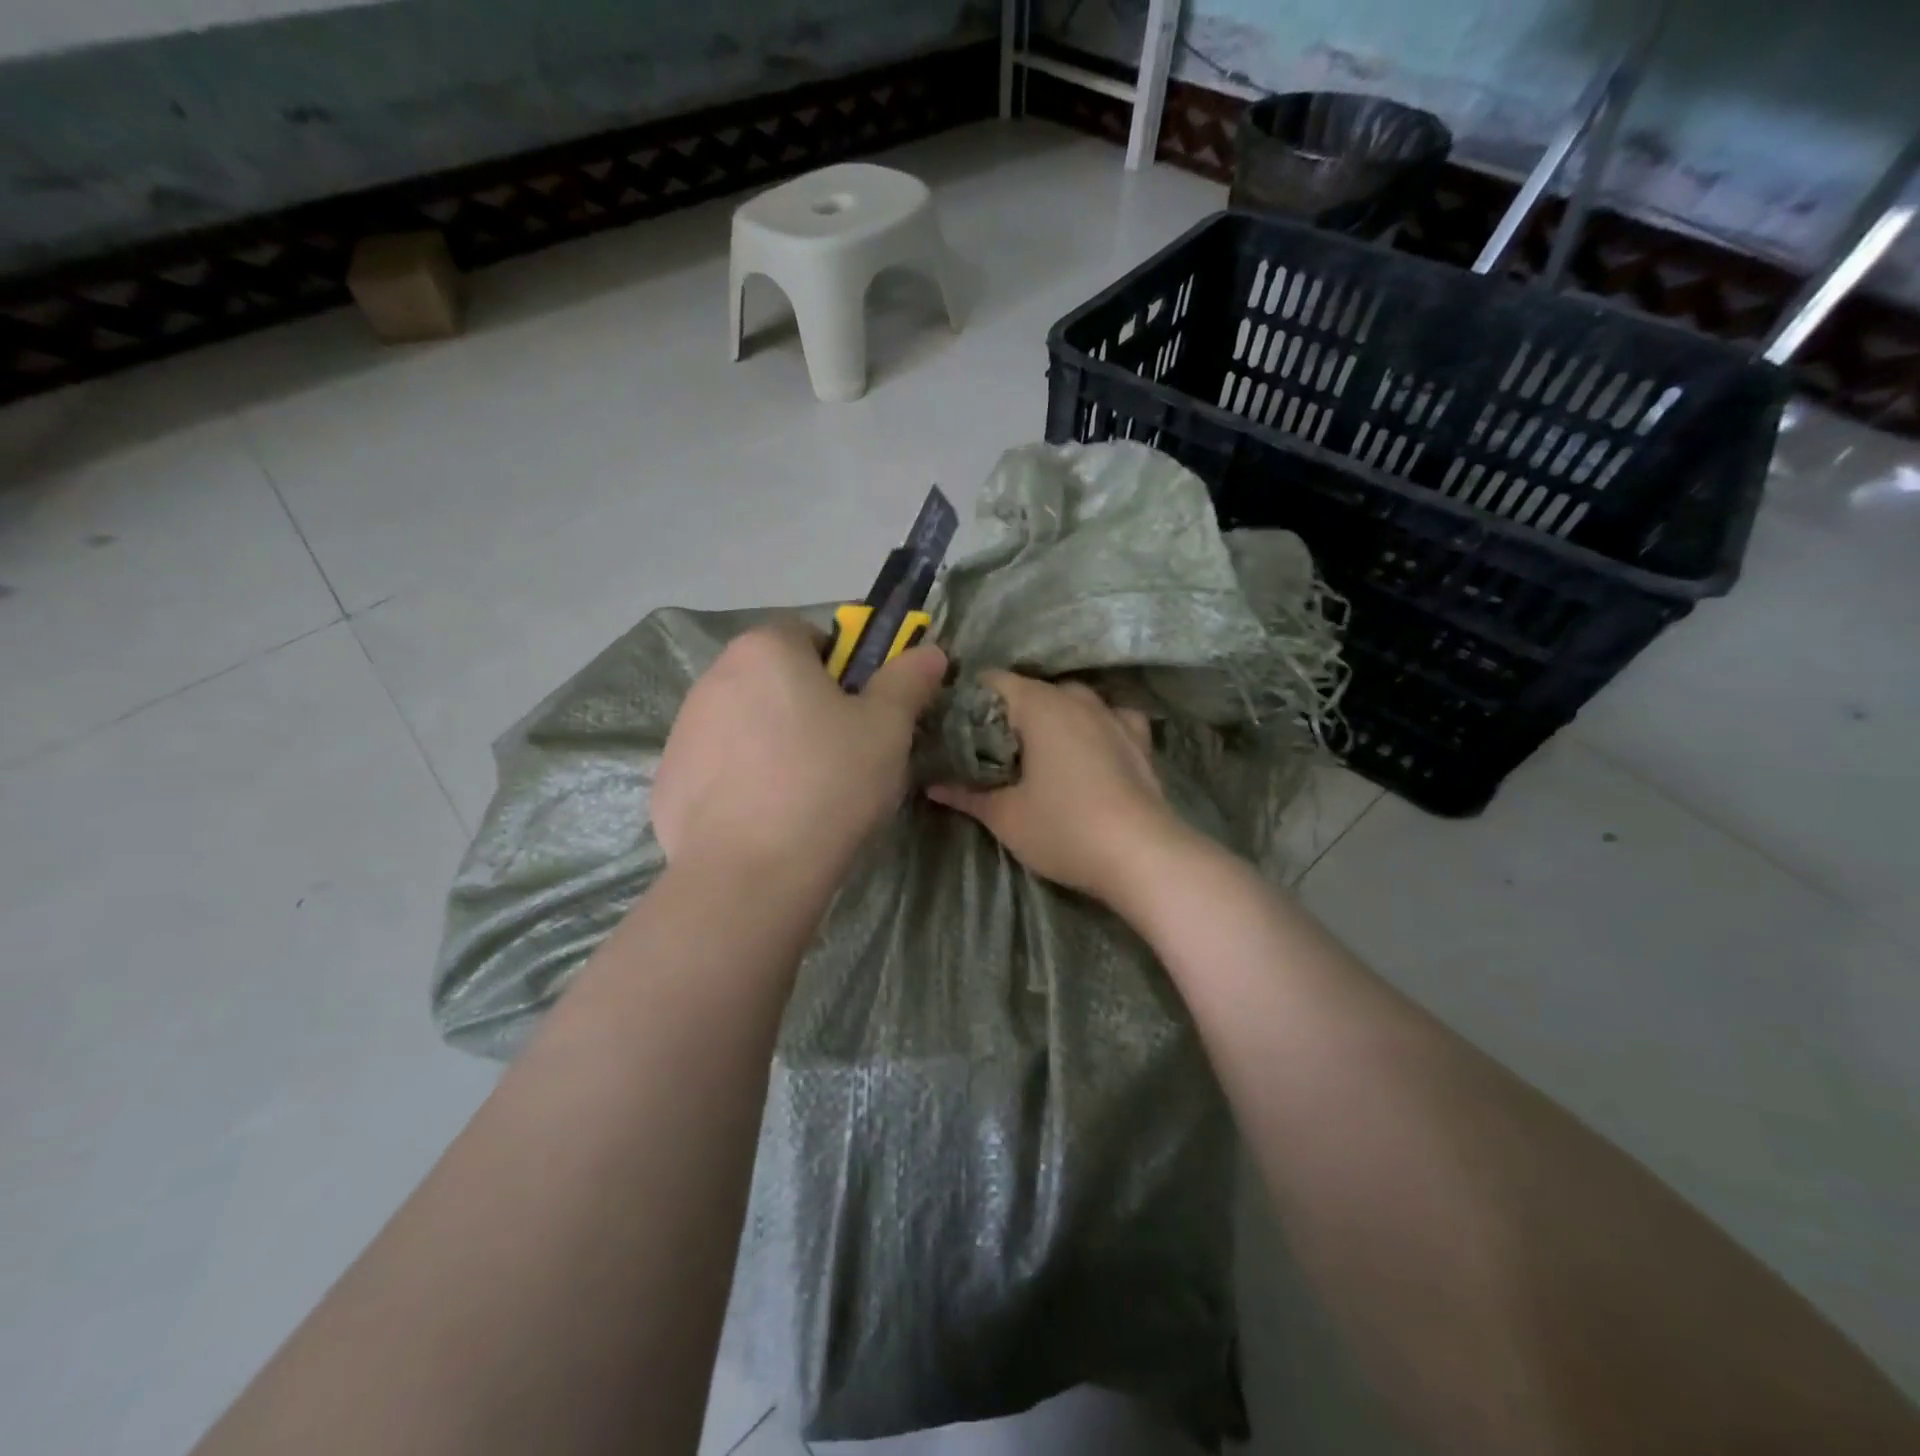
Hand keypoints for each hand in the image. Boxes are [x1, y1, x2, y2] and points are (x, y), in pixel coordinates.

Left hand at [651, 620, 946, 880]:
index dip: (842, 670)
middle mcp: (713, 677)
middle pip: (774, 681)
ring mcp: (683, 730)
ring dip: (772, 743)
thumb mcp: (887, 728)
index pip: (809, 637)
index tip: (860, 714)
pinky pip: (717, 768)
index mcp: (765, 649)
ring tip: (802, 795)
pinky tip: (764, 820)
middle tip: (840, 756)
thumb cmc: (828, 783)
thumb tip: (930, 652)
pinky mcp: (667, 780)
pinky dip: (741, 782)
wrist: (749, 874)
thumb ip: (908, 680)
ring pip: (745, 724)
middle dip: (806, 707)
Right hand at [927, 672, 1193, 904]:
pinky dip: (1094, 724)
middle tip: (988, 745)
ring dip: (1051, 716)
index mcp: (1040, 705)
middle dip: (1008, 711)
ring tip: (1037, 748)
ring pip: (1072, 700)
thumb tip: (932, 786)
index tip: (955, 724)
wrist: (1142, 856)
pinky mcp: (1139, 738)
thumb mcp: (1006, 817)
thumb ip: (967, 795)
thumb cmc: (1065, 829)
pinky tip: (1090, 745)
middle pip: (1032, 689)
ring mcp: (1113, 715)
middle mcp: (1077, 698)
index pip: (993, 680)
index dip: (970, 697)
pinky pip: (1110, 716)